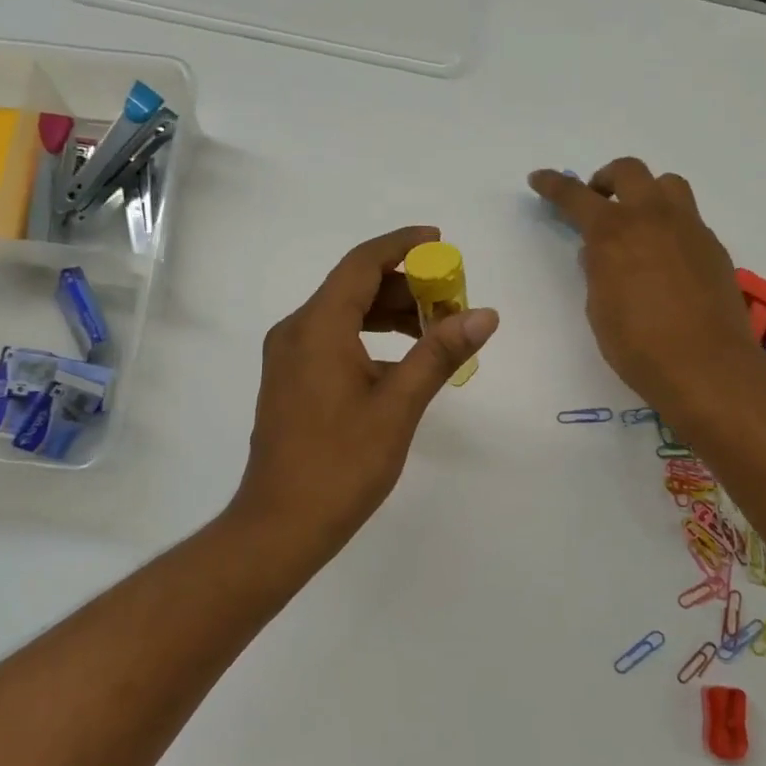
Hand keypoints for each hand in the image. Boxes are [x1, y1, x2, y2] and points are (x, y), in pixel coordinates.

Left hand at [231, 226, 498, 556]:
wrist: (281, 524)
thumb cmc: (342, 464)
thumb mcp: (398, 406)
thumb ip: (439, 353)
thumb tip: (484, 314)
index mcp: (317, 327)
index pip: (362, 263)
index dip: (402, 245)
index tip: (440, 241)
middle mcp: (296, 331)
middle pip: (352, 287)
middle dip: (404, 286)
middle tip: (450, 300)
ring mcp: (288, 357)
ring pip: (342, 315)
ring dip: (387, 314)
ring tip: (434, 331)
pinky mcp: (290, 381)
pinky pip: (332, 340)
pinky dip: (368, 338)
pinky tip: (401, 362)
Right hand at [528, 159, 760, 414]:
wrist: (705, 366)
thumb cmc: (638, 345)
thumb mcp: (599, 309)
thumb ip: (597, 272)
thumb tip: (598, 253)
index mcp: (614, 232)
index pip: (576, 196)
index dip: (553, 185)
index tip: (539, 178)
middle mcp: (653, 218)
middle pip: (629, 171)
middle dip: (606, 179)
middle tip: (597, 200)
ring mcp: (689, 229)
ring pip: (668, 185)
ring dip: (646, 193)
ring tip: (637, 222)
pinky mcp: (713, 247)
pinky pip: (688, 219)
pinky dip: (669, 225)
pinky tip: (665, 259)